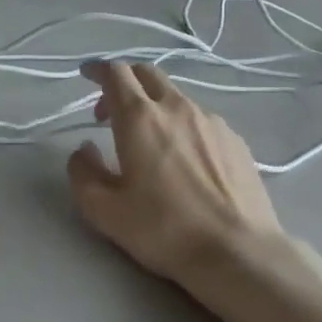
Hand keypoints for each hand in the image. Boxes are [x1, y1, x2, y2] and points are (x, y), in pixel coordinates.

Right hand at [67, 61, 285, 293]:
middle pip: (147, 74)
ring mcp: (212, 121)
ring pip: (176, 96)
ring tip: (148, 140)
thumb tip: (84, 150)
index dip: (97, 69)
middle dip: (125, 82)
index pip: (115, 73)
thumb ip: (83, 173)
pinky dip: (182, 124)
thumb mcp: (104, 210)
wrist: (237, 252)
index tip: (86, 74)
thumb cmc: (164, 229)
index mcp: (140, 118)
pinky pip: (201, 118)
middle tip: (110, 112)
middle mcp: (177, 108)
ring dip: (154, 105)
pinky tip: (184, 158)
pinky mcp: (235, 140)